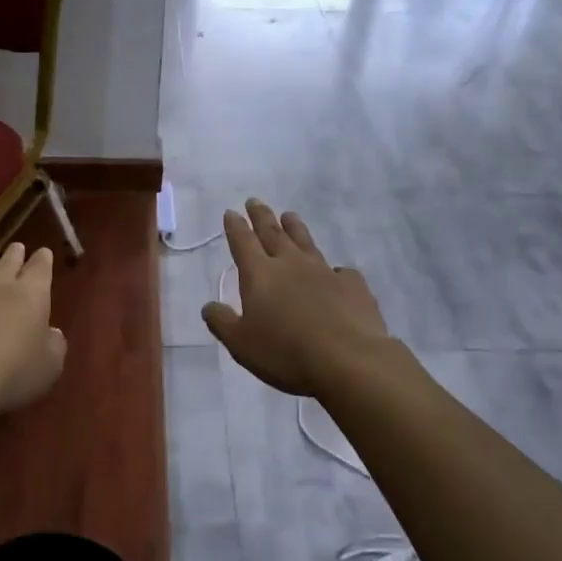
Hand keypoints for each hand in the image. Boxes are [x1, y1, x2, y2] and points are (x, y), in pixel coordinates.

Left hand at [0, 243, 66, 416]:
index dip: (44, 258)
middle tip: (17, 248)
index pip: (41, 267)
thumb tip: (51, 333)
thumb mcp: (51, 365)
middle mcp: (0, 285)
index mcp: (33, 294)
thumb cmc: (14, 373)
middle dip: (16, 253)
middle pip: (10, 260)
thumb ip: (55, 344)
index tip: (44, 253)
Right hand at [202, 200, 388, 396]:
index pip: (243, 242)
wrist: (348, 359)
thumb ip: (222, 322)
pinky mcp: (352, 285)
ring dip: (295, 228)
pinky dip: (333, 270)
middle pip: (273, 233)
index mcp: (260, 274)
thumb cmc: (285, 352)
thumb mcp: (241, 344)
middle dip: (261, 216)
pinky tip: (335, 274)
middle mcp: (291, 264)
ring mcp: (324, 271)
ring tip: (290, 216)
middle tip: (255, 201)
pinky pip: (339, 271)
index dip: (235, 227)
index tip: (231, 212)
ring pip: (306, 242)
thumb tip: (208, 306)